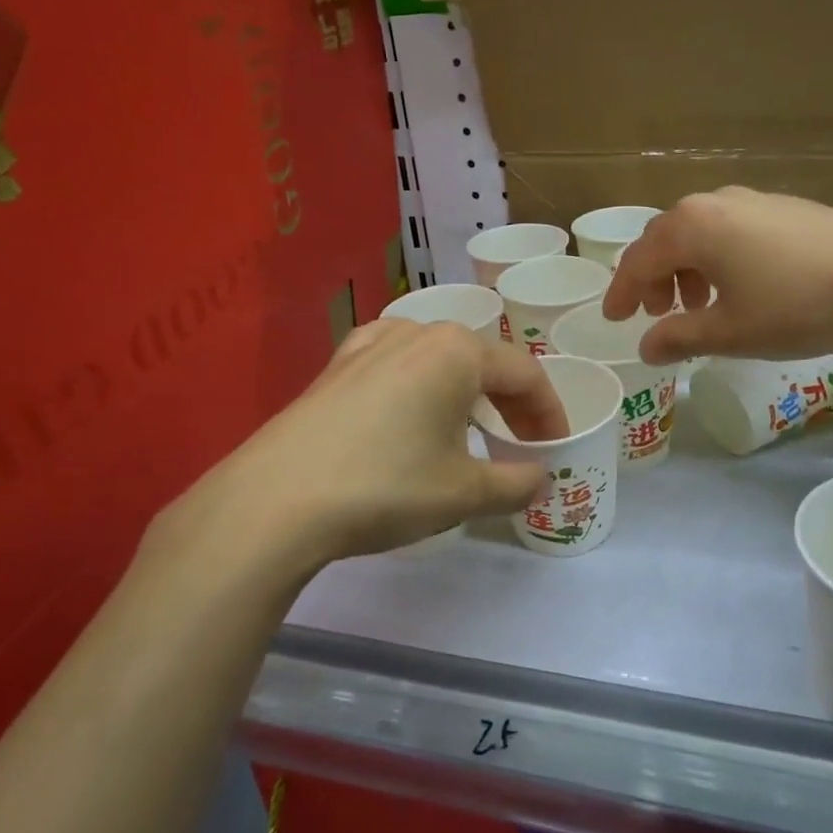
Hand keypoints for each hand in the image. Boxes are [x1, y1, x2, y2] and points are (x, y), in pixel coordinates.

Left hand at [146, 319, 568, 578]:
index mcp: (458, 351)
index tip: (555, 448)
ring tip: (469, 427)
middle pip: (482, 361)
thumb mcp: (463, 492)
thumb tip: (538, 477)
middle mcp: (417, 332)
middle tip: (520, 443)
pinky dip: (418, 384)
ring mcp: (370, 343)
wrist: (276, 500)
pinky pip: (395, 363)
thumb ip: (515, 482)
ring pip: (438, 360)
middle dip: (509, 402)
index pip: (525, 374)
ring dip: (465, 391)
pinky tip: (409, 407)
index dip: (549, 413)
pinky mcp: (336, 365)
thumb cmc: (386, 486)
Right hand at [603, 187, 832, 363]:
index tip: (614, 319)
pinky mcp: (784, 208)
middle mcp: (714, 203)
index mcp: (691, 227)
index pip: (638, 260)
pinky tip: (739, 289)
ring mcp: (752, 200)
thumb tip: (647, 347)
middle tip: (657, 315)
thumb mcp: (730, 332)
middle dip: (654, 279)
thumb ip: (679, 338)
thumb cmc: (796, 306)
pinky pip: (730, 231)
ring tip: (699, 307)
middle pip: (665, 240)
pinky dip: (717, 260)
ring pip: (700, 235)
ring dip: (686, 270)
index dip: (622, 293)